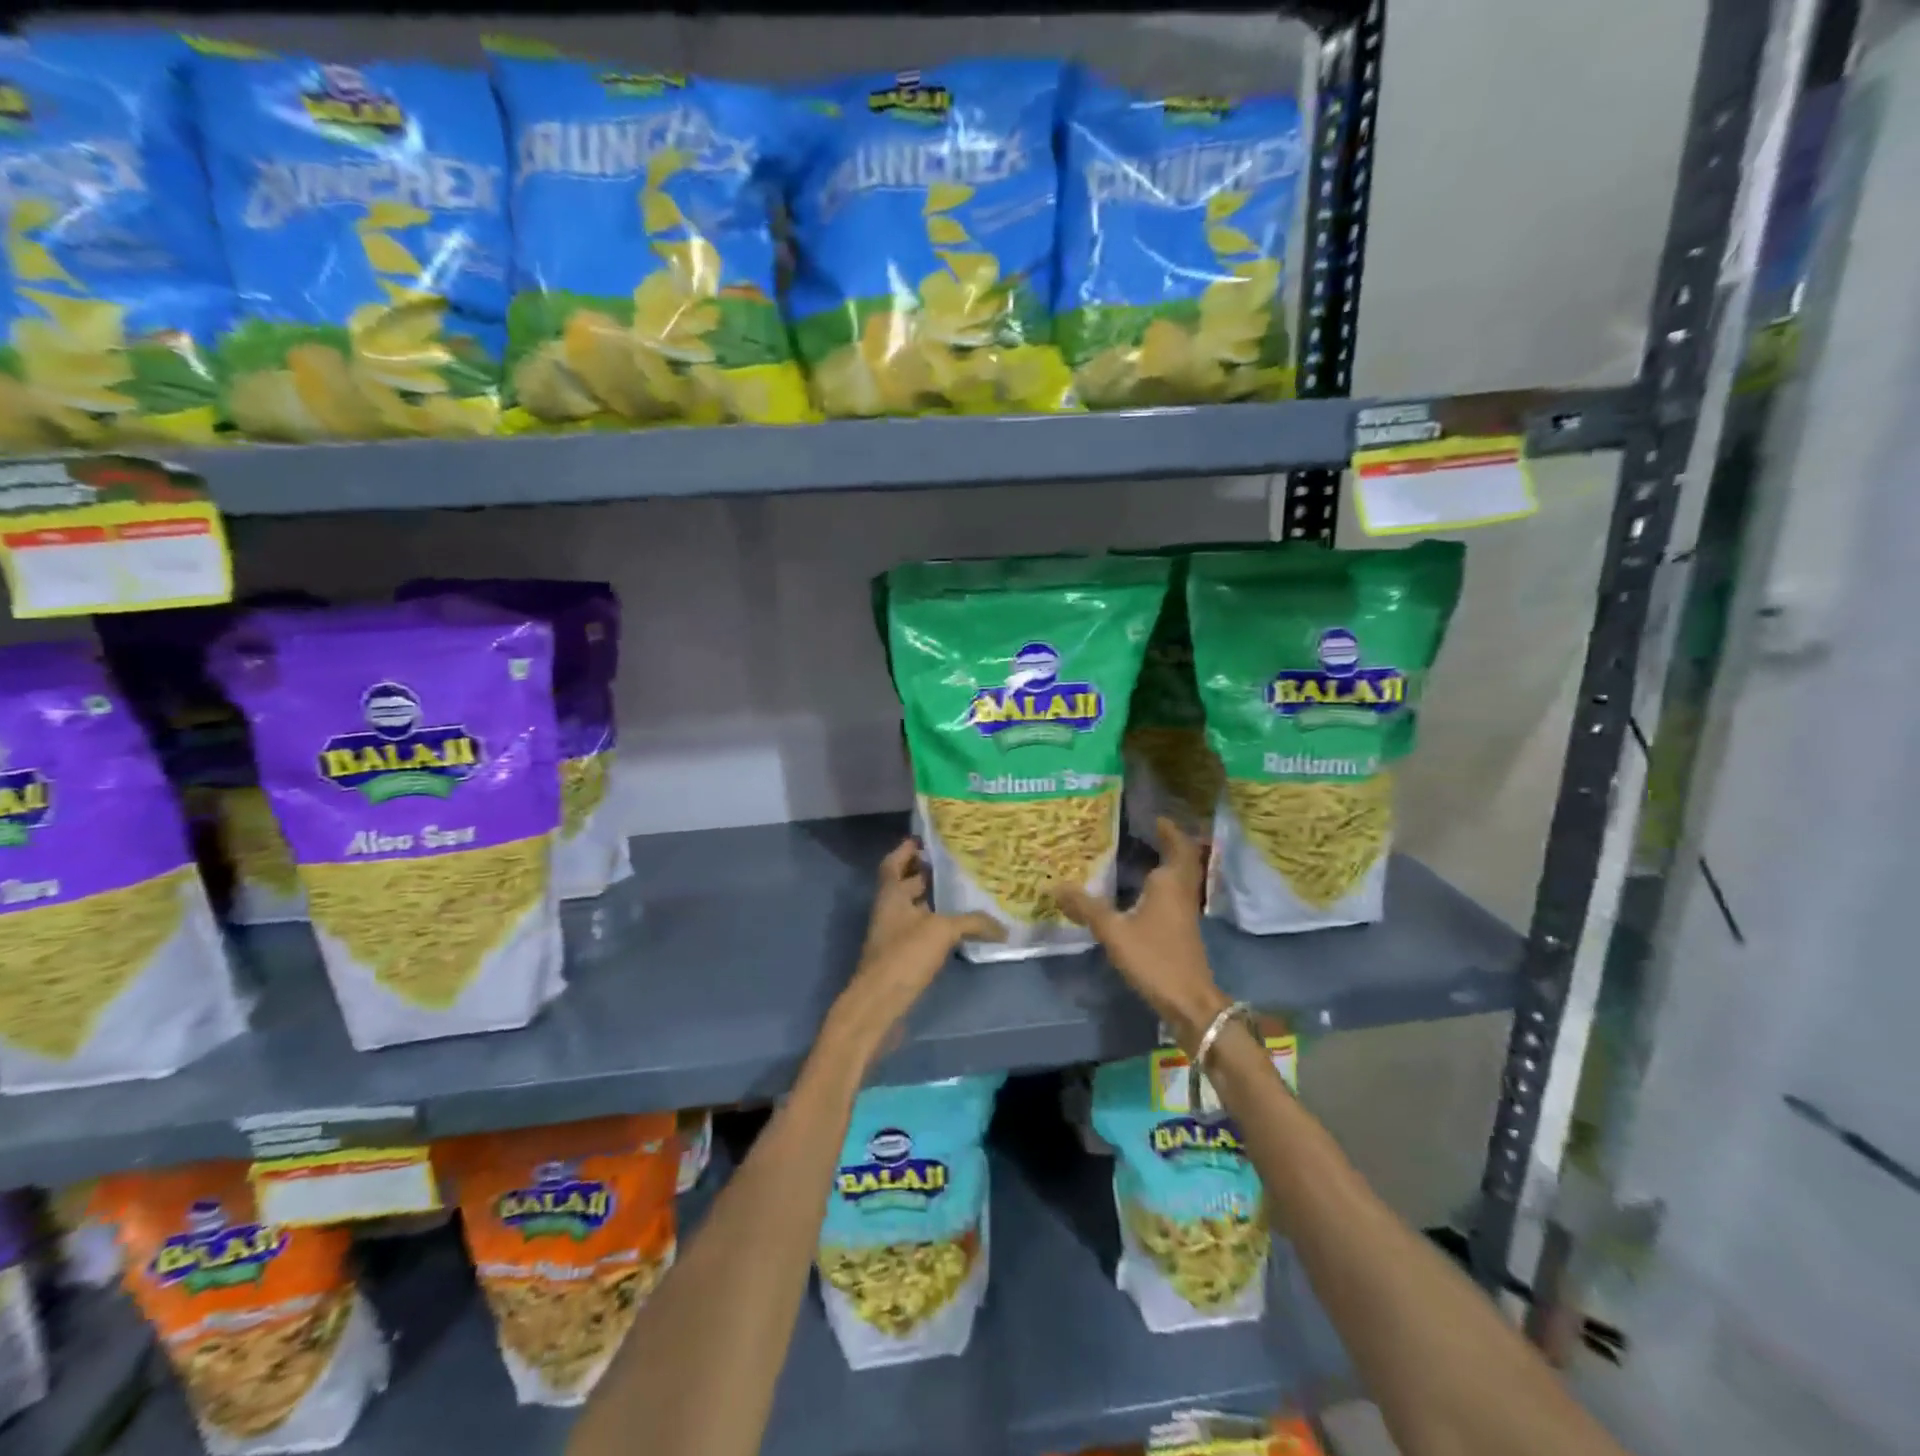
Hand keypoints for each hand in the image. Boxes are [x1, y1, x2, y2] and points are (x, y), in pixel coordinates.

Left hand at [824, 839, 1000, 1071]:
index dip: (906, 850)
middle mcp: (889, 910)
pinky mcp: (901, 956)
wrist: (879, 1004)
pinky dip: (936, 924)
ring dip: (933, 899)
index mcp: (890, 894)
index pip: (893, 863)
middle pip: (905, 884)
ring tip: (963, 891)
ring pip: (914, 908)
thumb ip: (972, 922)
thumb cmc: (904, 956)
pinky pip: (920, 930)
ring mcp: (893, 934)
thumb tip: (1003, 928)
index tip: (925, 839)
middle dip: (926, 872)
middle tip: (955, 863)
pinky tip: (958, 927)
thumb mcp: (942, 931)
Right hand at [1054, 817, 1230, 1051]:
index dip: (1168, 830)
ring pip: (1181, 877)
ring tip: (1141, 854)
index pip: (1176, 845)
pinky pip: (1175, 894)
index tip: (1154, 817)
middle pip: (1183, 859)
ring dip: (1168, 863)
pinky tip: (1142, 891)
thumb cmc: (1154, 958)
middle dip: (1170, 843)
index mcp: (1170, 883)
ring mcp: (1186, 911)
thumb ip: (1086, 907)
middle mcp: (1182, 891)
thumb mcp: (1114, 931)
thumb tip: (1056, 886)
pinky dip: (1163, 884)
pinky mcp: (1183, 929)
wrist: (1189, 1001)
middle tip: (1148, 831)